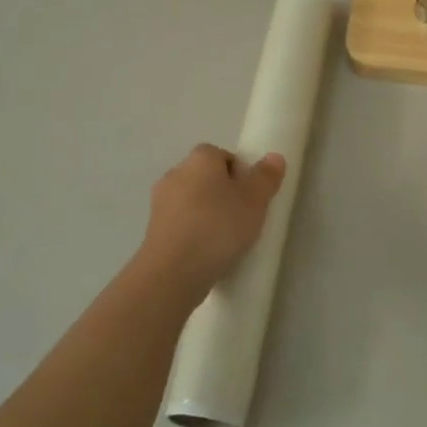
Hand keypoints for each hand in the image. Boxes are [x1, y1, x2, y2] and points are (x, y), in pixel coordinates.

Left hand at [138, 143, 286, 297]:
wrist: (173, 271)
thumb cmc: (218, 227)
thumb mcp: (255, 201)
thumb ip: (266, 177)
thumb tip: (274, 157)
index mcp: (200, 159)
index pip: (223, 155)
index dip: (240, 174)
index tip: (252, 197)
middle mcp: (175, 173)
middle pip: (206, 177)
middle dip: (223, 193)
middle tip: (243, 217)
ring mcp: (159, 201)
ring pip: (192, 200)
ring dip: (207, 213)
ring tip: (225, 239)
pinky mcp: (152, 228)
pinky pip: (181, 222)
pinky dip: (193, 231)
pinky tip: (206, 252)